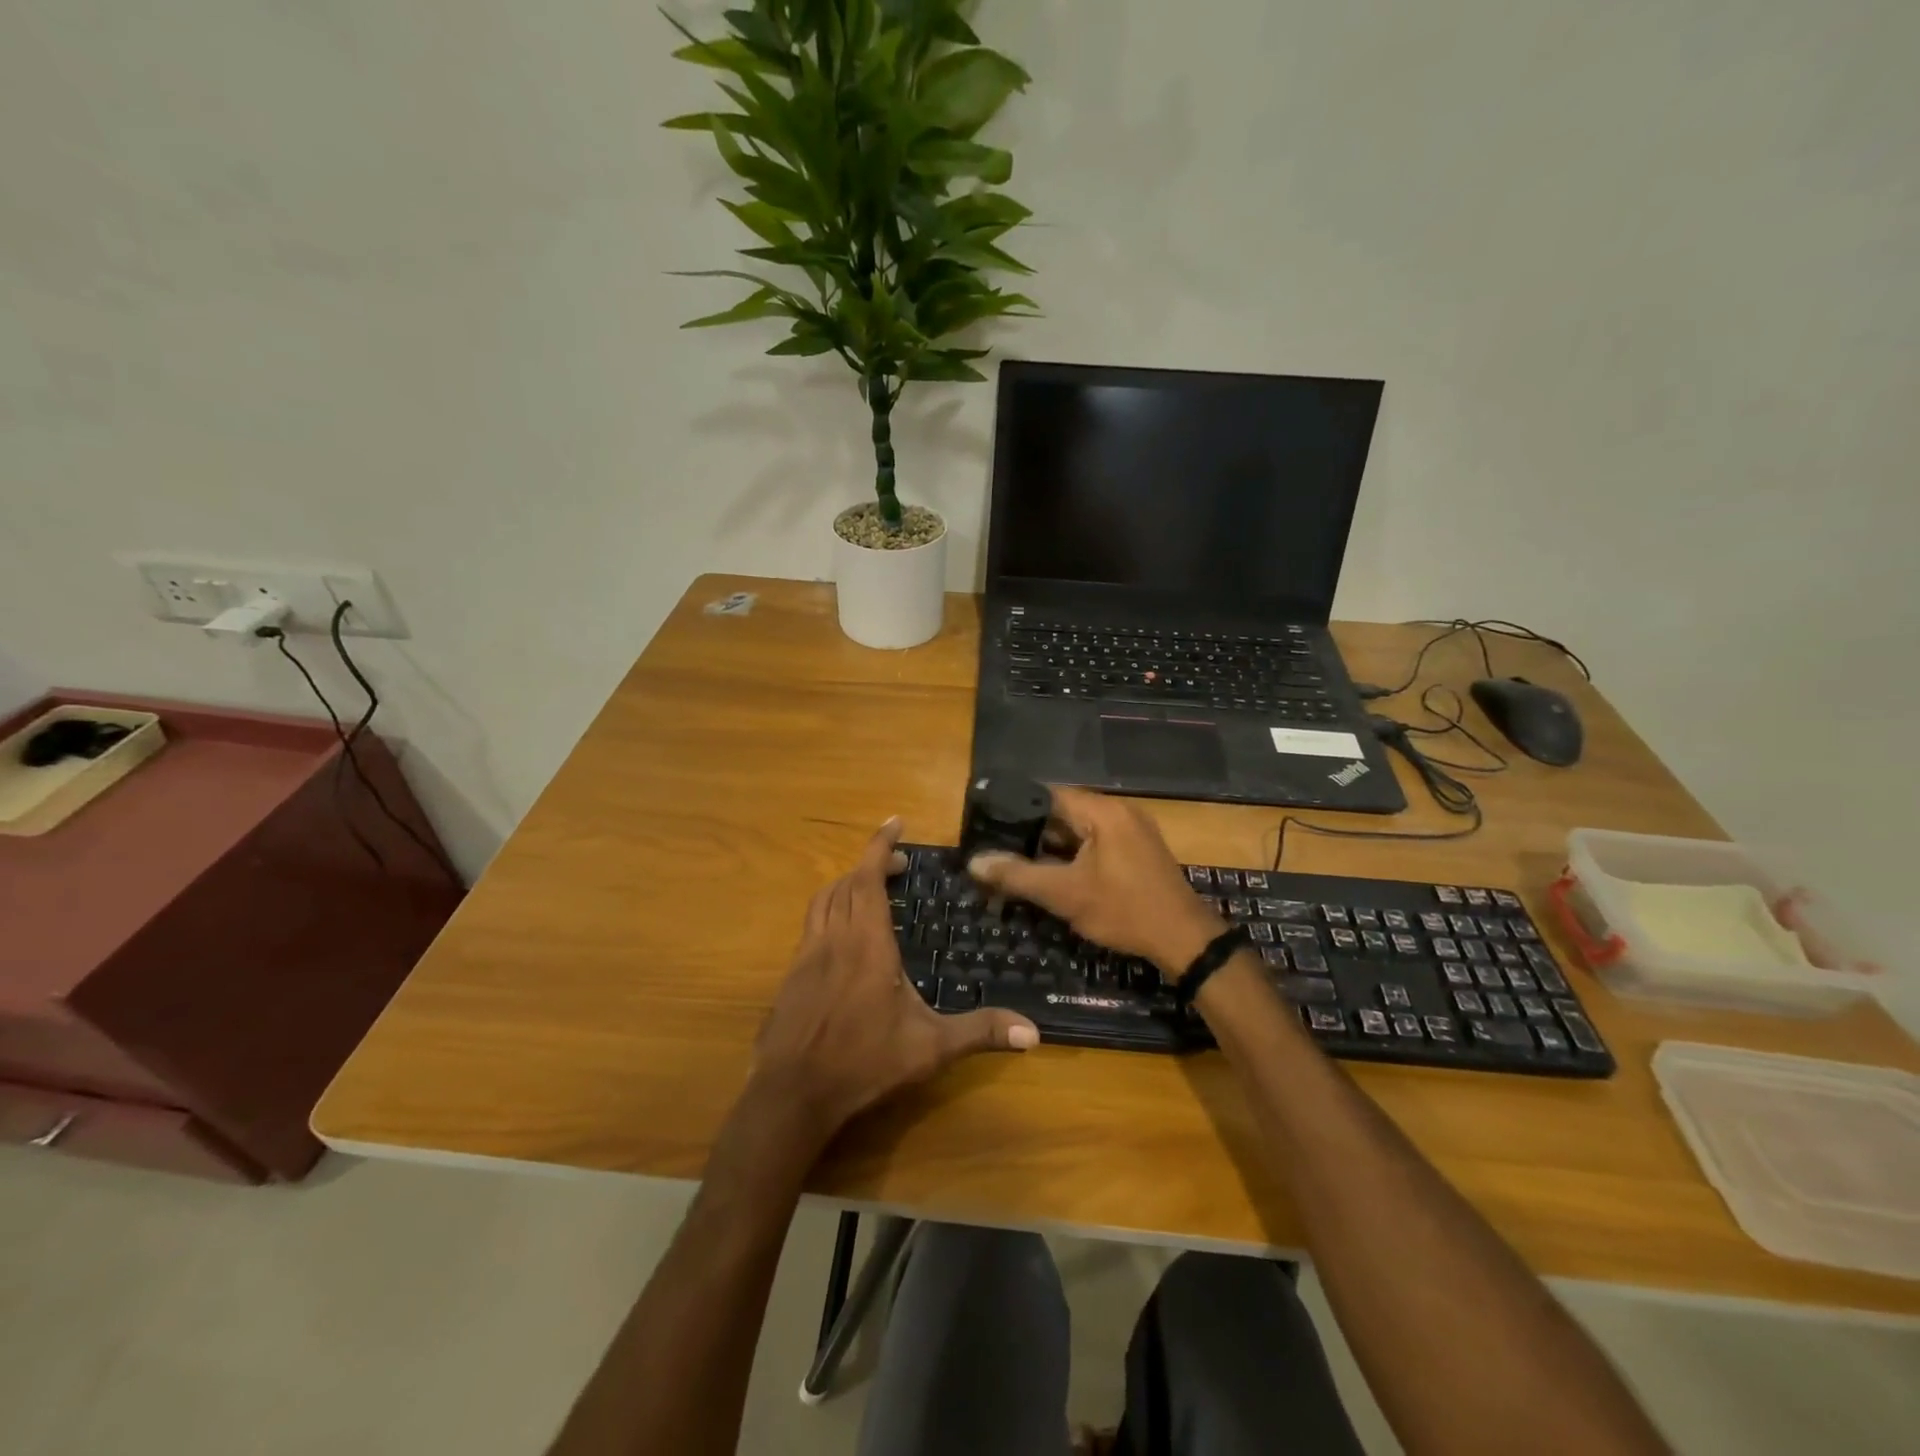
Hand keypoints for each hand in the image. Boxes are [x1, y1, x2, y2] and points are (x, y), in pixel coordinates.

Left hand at [754, 818, 1037, 1141]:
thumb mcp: (929, 1048)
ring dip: (846, 885)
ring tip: (870, 890)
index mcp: (867, 944)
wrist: (793, 1094)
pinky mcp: (790, 975)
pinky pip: (811, 925)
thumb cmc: (864, 1063)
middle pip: (847, 883)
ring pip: (823, 900)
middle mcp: (834, 938)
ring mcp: (806, 955)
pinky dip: (830, 911)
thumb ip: (980, 1032)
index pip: (869, 878)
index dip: (880, 845)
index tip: (894, 822)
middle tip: (898, 867)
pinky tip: (843, 938)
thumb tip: (1034, 1033)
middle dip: (872, 865)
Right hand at [968, 787, 1227, 974]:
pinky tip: (1052, 872)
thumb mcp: (1065, 894)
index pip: (1049, 794)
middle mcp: (1119, 811)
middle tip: (998, 845)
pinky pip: (1096, 842)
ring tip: (1017, 860)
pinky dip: (1073, 854)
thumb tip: (975, 862)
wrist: (1184, 940)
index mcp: (1103, 811)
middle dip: (1031, 829)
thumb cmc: (1123, 910)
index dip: (1017, 806)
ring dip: (1052, 844)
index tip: (988, 820)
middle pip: (1064, 811)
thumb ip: (1018, 875)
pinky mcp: (1137, 850)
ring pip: (1080, 830)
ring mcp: (1132, 830)